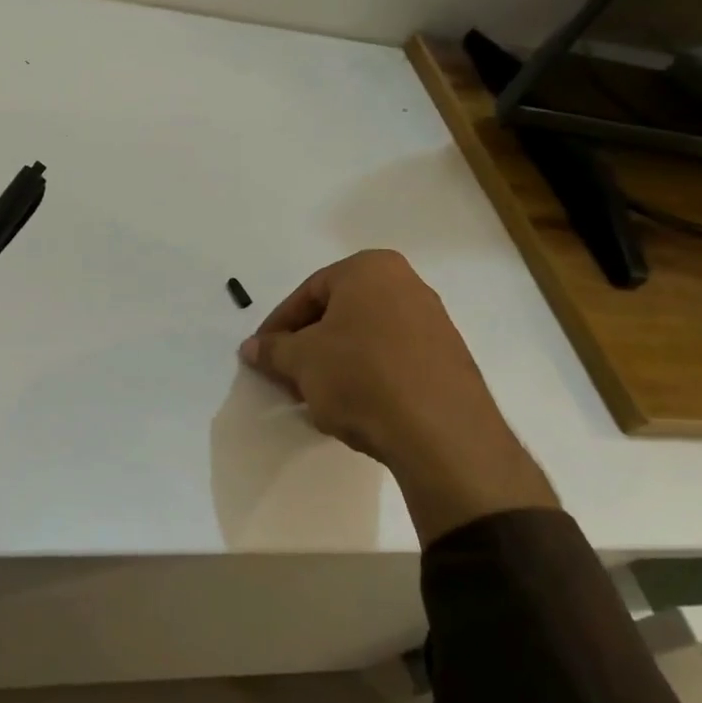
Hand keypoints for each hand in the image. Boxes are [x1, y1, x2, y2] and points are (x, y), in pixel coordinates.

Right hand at [239, 250, 557, 542]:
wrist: (442, 434)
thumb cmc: (361, 376)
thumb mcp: (302, 361)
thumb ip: (272, 350)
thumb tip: (252, 348)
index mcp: (370, 269)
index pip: (307, 293)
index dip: (278, 327)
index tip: (262, 355)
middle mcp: (406, 284)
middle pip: (338, 313)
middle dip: (308, 346)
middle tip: (287, 377)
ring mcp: (434, 321)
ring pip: (365, 337)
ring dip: (335, 363)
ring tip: (318, 398)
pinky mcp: (449, 359)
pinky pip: (393, 359)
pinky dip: (367, 376)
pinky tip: (355, 407)